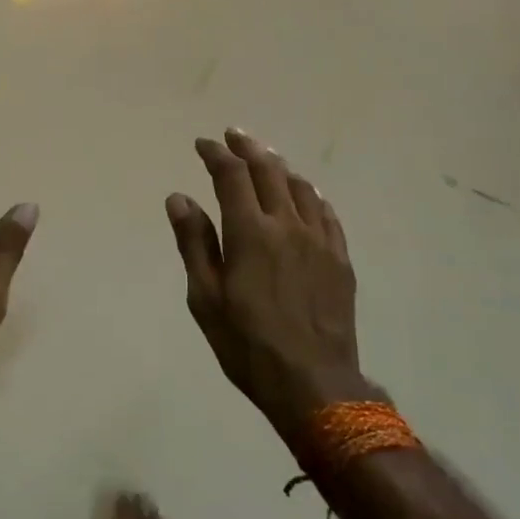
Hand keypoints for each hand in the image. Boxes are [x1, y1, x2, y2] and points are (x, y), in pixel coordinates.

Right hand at [166, 128, 375, 449]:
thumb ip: (194, 243)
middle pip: (268, 171)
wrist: (314, 383)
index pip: (232, 176)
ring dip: (279, 166)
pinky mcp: (340, 258)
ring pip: (300, 187)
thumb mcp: (206, 298)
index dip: (216, 154)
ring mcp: (319, 240)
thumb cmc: (248, 344)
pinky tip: (306, 193)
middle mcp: (287, 224)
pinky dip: (311, 194)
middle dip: (248, 148)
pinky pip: (327, 213)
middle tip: (233, 135)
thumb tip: (179, 197)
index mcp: (250, 232)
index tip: (203, 144)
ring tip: (266, 157)